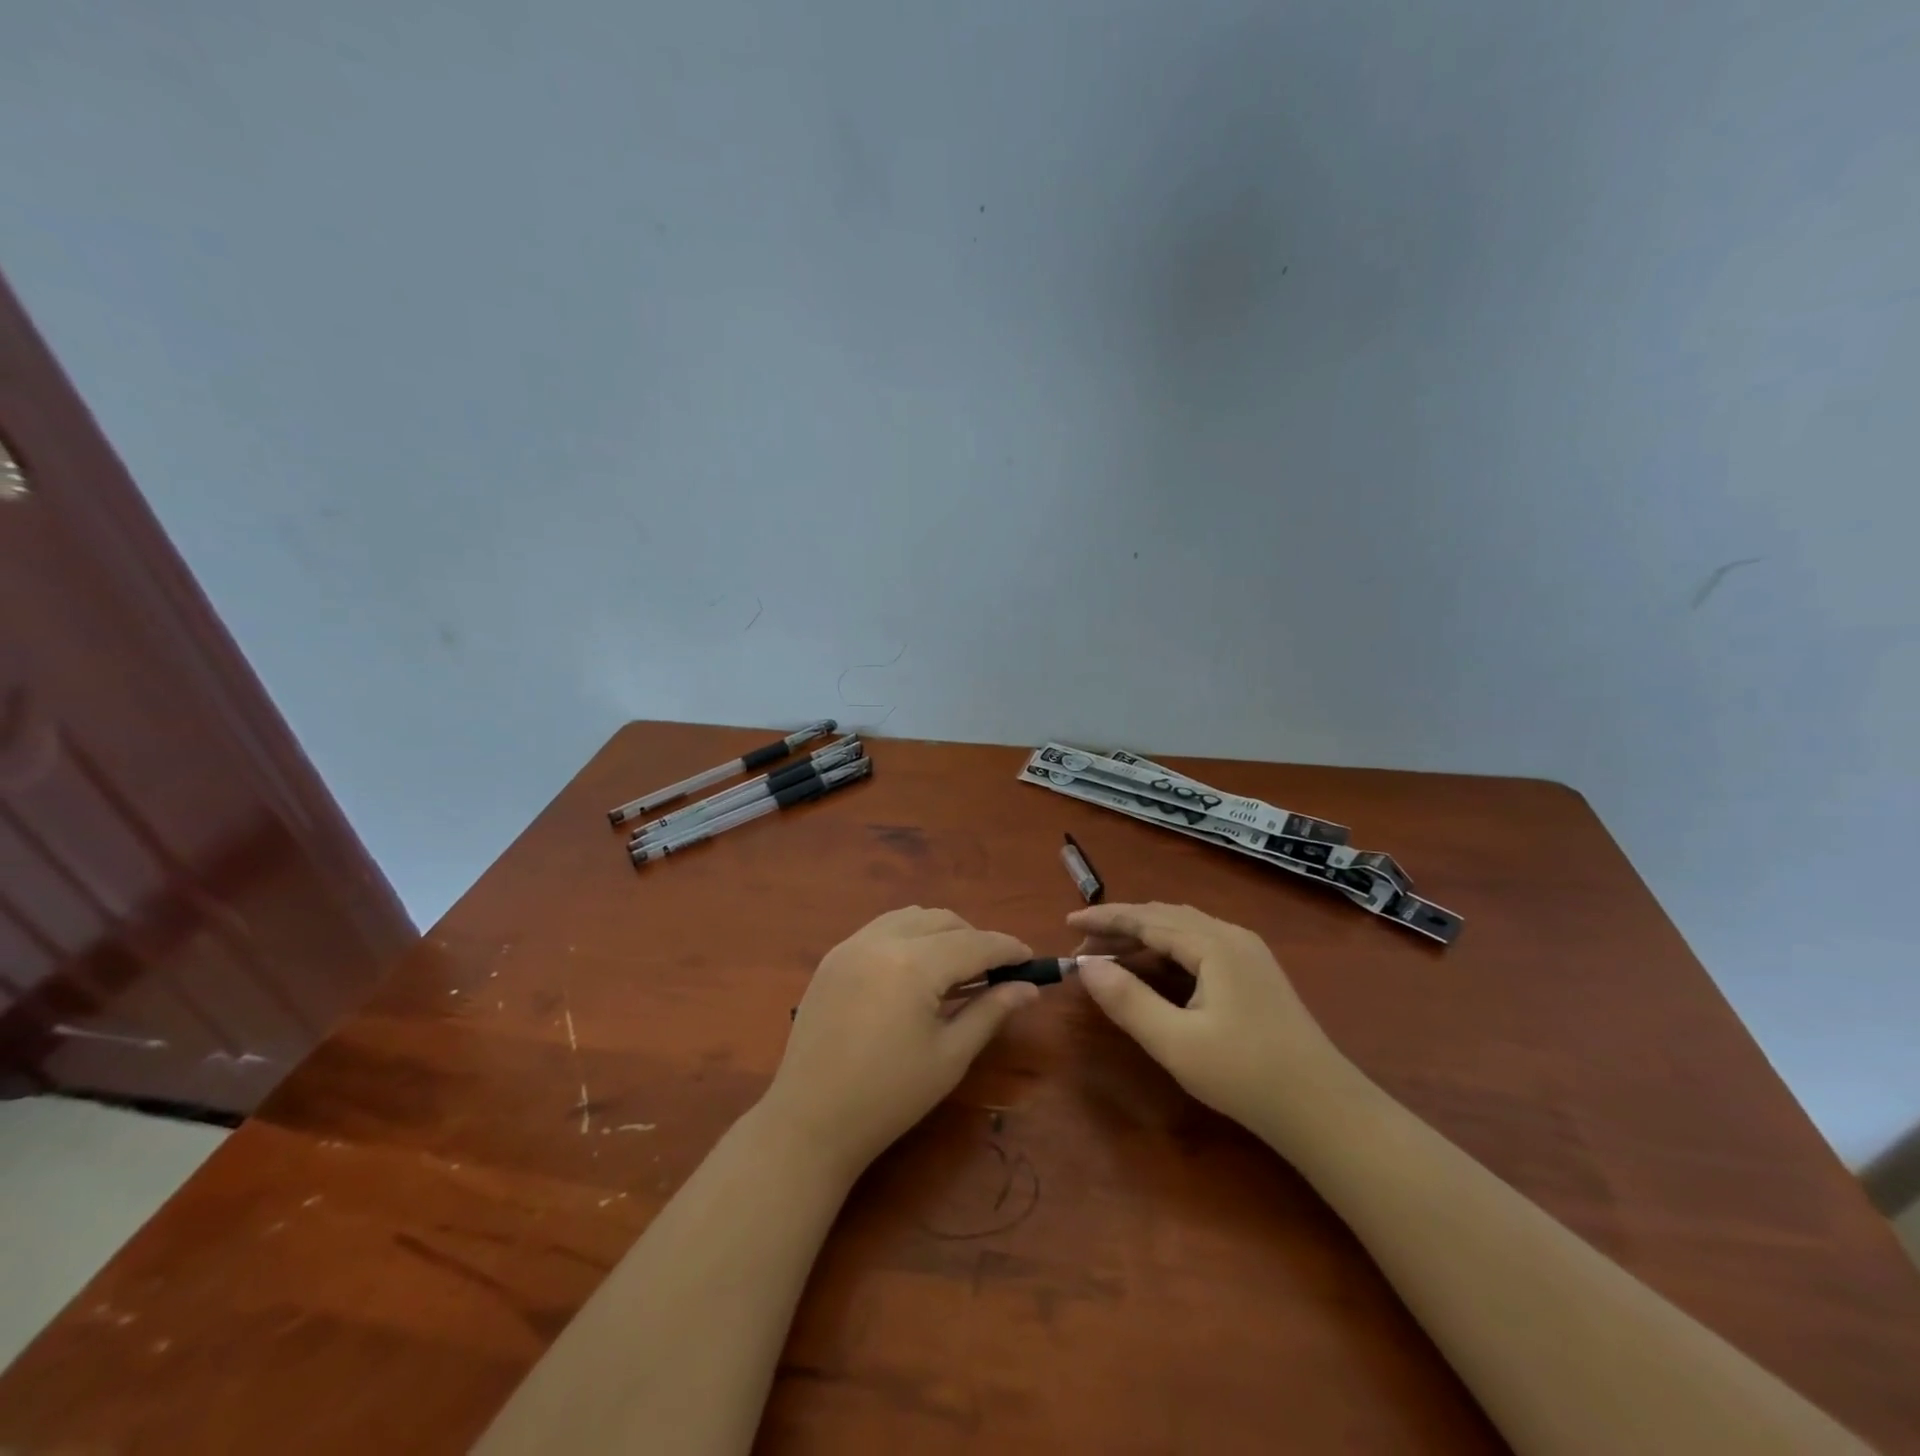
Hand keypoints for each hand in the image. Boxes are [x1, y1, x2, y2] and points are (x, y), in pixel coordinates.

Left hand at [762, 907, 1039, 1179]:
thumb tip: (1028, 988)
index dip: (1007, 949)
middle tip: (995, 971)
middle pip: (943, 920)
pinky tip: (915, 969)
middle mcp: (882, 940)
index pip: (974, 944)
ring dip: (941, 932)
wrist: (810, 1121)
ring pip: (911, 916)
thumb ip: (990, 1012)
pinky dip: (909, 936)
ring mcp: (852, 945)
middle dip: (975, 938)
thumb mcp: (950, 1056)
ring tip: (956, 968)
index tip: (1031, 959)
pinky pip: (882, 928)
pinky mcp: (833, 957)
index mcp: (914, 965)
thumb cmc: (889, 1097)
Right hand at [1070, 902, 1358, 1147]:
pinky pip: (1199, 945)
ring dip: (1143, 937)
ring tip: (1110, 956)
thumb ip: (1127, 1000)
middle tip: (1083, 946)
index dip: (1104, 918)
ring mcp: (1247, 953)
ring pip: (1183, 929)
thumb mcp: (1176, 1043)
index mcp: (1213, 944)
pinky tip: (1154, 971)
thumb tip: (1085, 965)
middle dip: (1120, 926)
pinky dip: (1166, 950)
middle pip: (1164, 916)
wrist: (1324, 1110)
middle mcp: (1231, 936)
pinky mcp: (1255, 974)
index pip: (1146, 918)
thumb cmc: (1245, 1075)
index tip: (1066, 922)